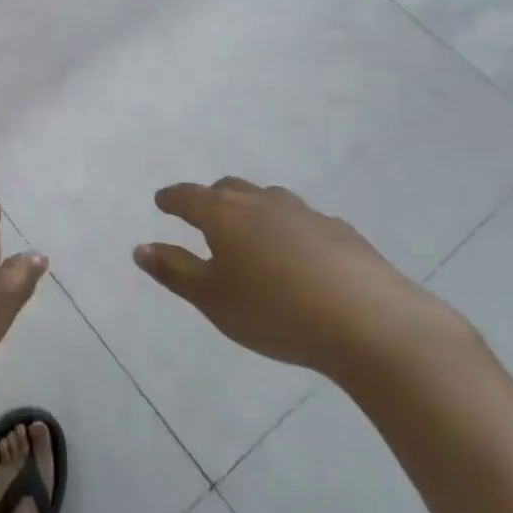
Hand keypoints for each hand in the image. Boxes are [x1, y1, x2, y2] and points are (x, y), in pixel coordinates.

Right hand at [134, 177, 460, 377]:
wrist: (372, 324)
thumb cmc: (276, 313)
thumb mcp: (214, 300)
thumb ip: (174, 271)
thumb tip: (140, 247)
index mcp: (224, 214)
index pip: (187, 196)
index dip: (171, 199)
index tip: (161, 203)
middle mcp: (261, 202)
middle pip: (228, 188)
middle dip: (210, 198)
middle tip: (203, 218)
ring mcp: (304, 213)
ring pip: (267, 199)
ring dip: (252, 209)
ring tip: (251, 235)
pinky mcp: (341, 231)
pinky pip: (302, 220)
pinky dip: (288, 229)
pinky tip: (299, 257)